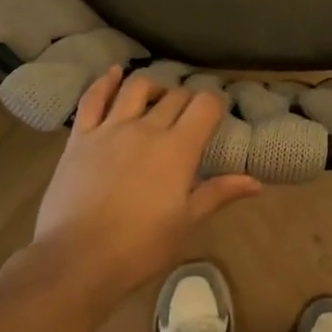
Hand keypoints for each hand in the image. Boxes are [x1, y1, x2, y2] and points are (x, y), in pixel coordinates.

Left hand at [27, 66, 261, 307]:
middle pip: (174, 97)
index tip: (219, 113)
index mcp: (178, 149)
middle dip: (189, 99)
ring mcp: (110, 129)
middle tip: (192, 114)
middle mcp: (146, 129)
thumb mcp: (186, 223)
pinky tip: (114, 73)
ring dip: (154, 86)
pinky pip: (93, 99)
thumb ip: (218, 193)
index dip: (216, 103)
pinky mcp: (80, 137)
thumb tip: (255, 181)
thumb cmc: (139, 247)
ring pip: (137, 89)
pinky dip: (106, 82)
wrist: (77, 259)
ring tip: (160, 96)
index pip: (205, 106)